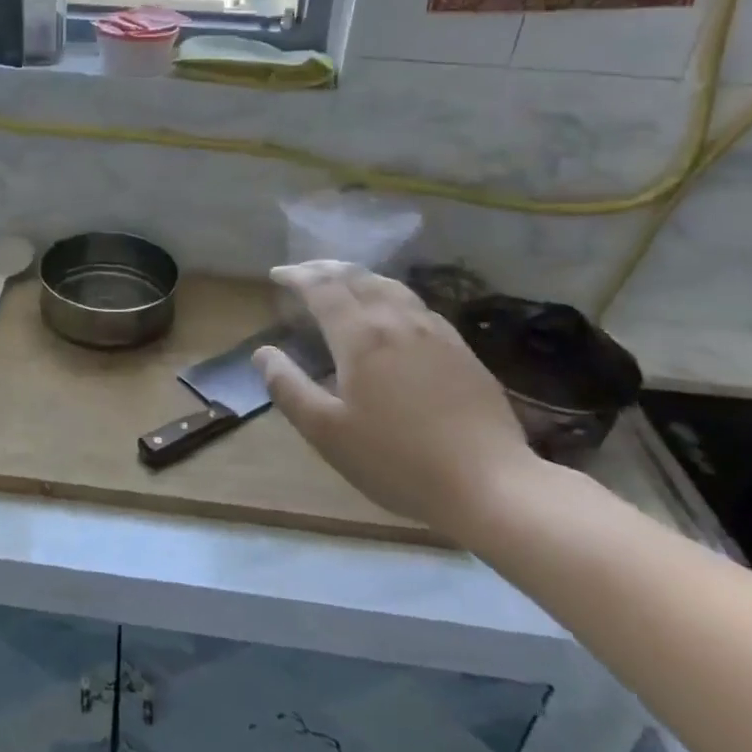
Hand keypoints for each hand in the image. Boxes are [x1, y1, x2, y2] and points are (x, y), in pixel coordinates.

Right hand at [254, 261, 542, 528]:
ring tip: (343, 281)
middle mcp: (396, 321)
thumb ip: (289, 388)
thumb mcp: (327, 432)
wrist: (489, 482)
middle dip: (325, 269)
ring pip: (390, 286)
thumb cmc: (397, 460)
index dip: (297, 277)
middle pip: (357, 278)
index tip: (276, 275)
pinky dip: (390, 293)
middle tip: (303, 273)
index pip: (322, 289)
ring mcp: (434, 331)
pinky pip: (416, 303)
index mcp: (360, 336)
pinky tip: (392, 311)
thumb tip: (262, 353)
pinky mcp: (460, 348)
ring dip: (359, 277)